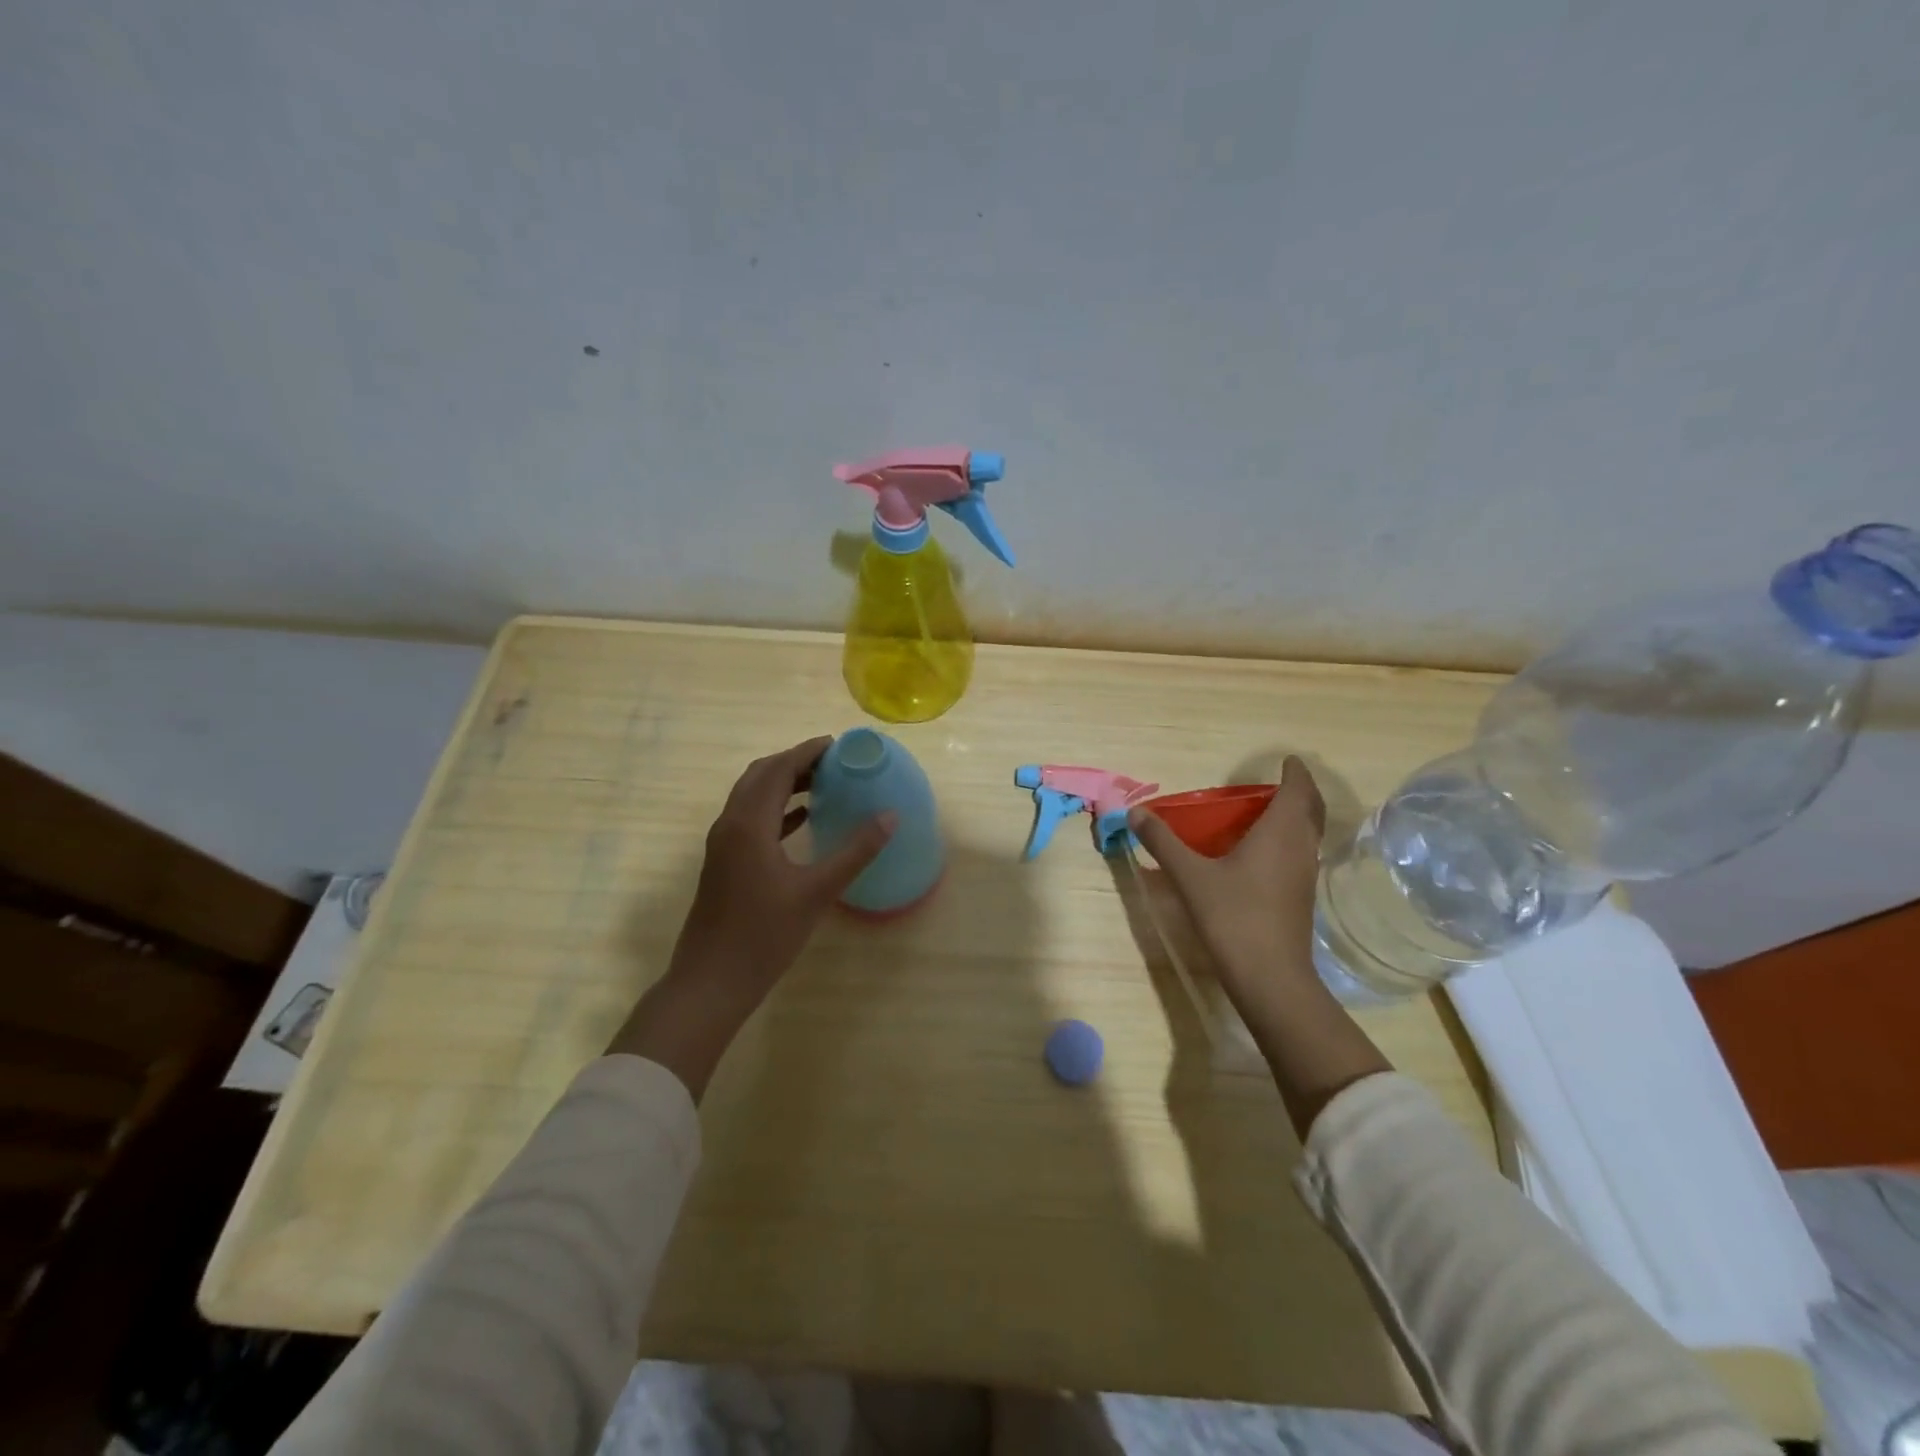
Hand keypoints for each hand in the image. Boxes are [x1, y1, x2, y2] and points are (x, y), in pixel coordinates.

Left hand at [607, 737, 894, 1098]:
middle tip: (833, 761)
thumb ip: (854, 852)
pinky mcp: (724, 863)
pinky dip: (777, 810)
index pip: (778, 770)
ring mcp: (723, 845)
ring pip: (753, 797)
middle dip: (795, 762)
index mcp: (748, 824)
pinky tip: (803, 819)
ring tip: (824, 783)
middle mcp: (730, 825)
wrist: (710, 982)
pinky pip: (751, 820)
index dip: (807, 752)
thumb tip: (890, 817)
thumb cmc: (764, 936)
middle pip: (760, 776)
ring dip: (784, 784)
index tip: (838, 744)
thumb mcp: (816, 892)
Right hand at [1131, 756, 1386, 1138]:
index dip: (1296, 773)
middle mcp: (1300, 849)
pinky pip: (1300, 855)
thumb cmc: (1233, 917)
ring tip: (1266, 813)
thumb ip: (1163, 842)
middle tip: (1279, 782)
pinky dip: (1288, 842)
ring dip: (1295, 818)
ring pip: (1307, 835)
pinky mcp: (1301, 899)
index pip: (1299, 791)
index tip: (1288, 760)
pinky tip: (1261, 854)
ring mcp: (1305, 876)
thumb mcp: (1190, 876)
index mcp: (1281, 833)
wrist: (1270, 977)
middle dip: (1300, 792)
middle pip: (1311, 810)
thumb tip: (1136, 813)